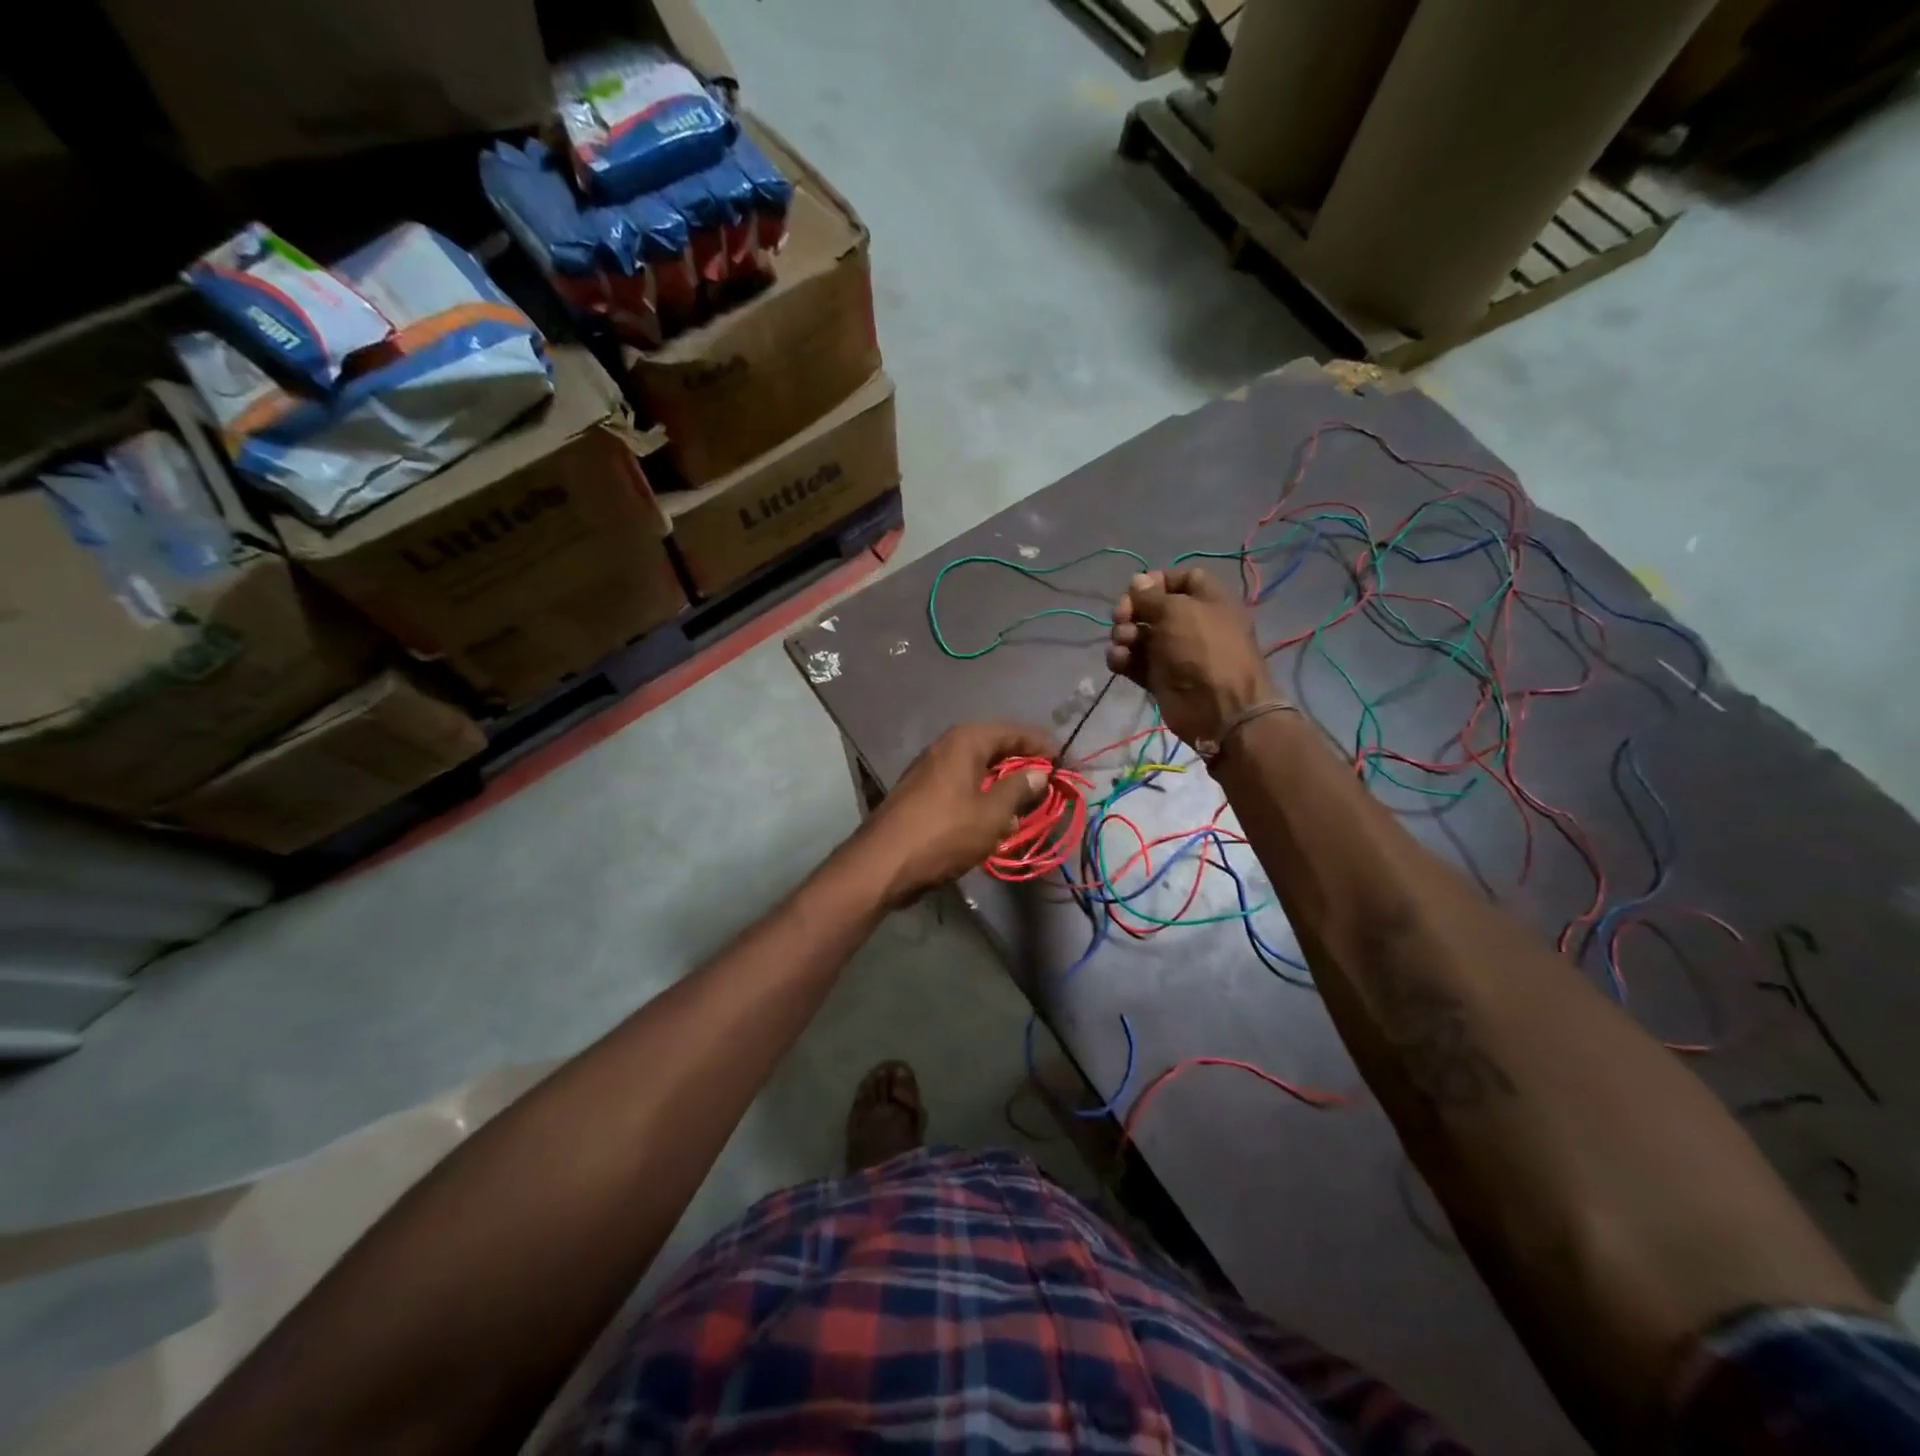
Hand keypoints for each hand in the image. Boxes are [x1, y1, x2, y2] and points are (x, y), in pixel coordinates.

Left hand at [856, 722, 1055, 905]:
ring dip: (1004, 781)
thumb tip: (1039, 773)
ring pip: (979, 767)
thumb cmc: (944, 833)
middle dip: (1024, 763)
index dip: (1042, 745)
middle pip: (995, 746)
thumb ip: (1019, 790)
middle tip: (1050, 781)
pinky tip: (997, 815)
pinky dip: (984, 794)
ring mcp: (931, 769)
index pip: (1014, 731)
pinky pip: (964, 784)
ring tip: (1029, 800)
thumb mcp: (991, 814)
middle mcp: (947, 746)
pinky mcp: (923, 792)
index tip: (1066, 761)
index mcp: (965, 741)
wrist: (884, 863)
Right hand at [1107, 568, 1280, 746]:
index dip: (1157, 581)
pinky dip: (1123, 659)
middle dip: (1132, 609)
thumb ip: (1151, 596)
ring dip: (1124, 634)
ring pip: (1139, 635)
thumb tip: (1137, 580)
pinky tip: (1119, 660)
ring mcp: (1174, 652)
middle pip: (1153, 607)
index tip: (1137, 588)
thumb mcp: (1178, 611)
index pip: (1181, 579)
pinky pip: (1135, 662)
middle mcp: (1191, 623)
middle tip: (1121, 617)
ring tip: (1123, 642)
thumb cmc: (1203, 649)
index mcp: (1208, 600)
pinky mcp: (1159, 678)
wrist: (1219, 709)